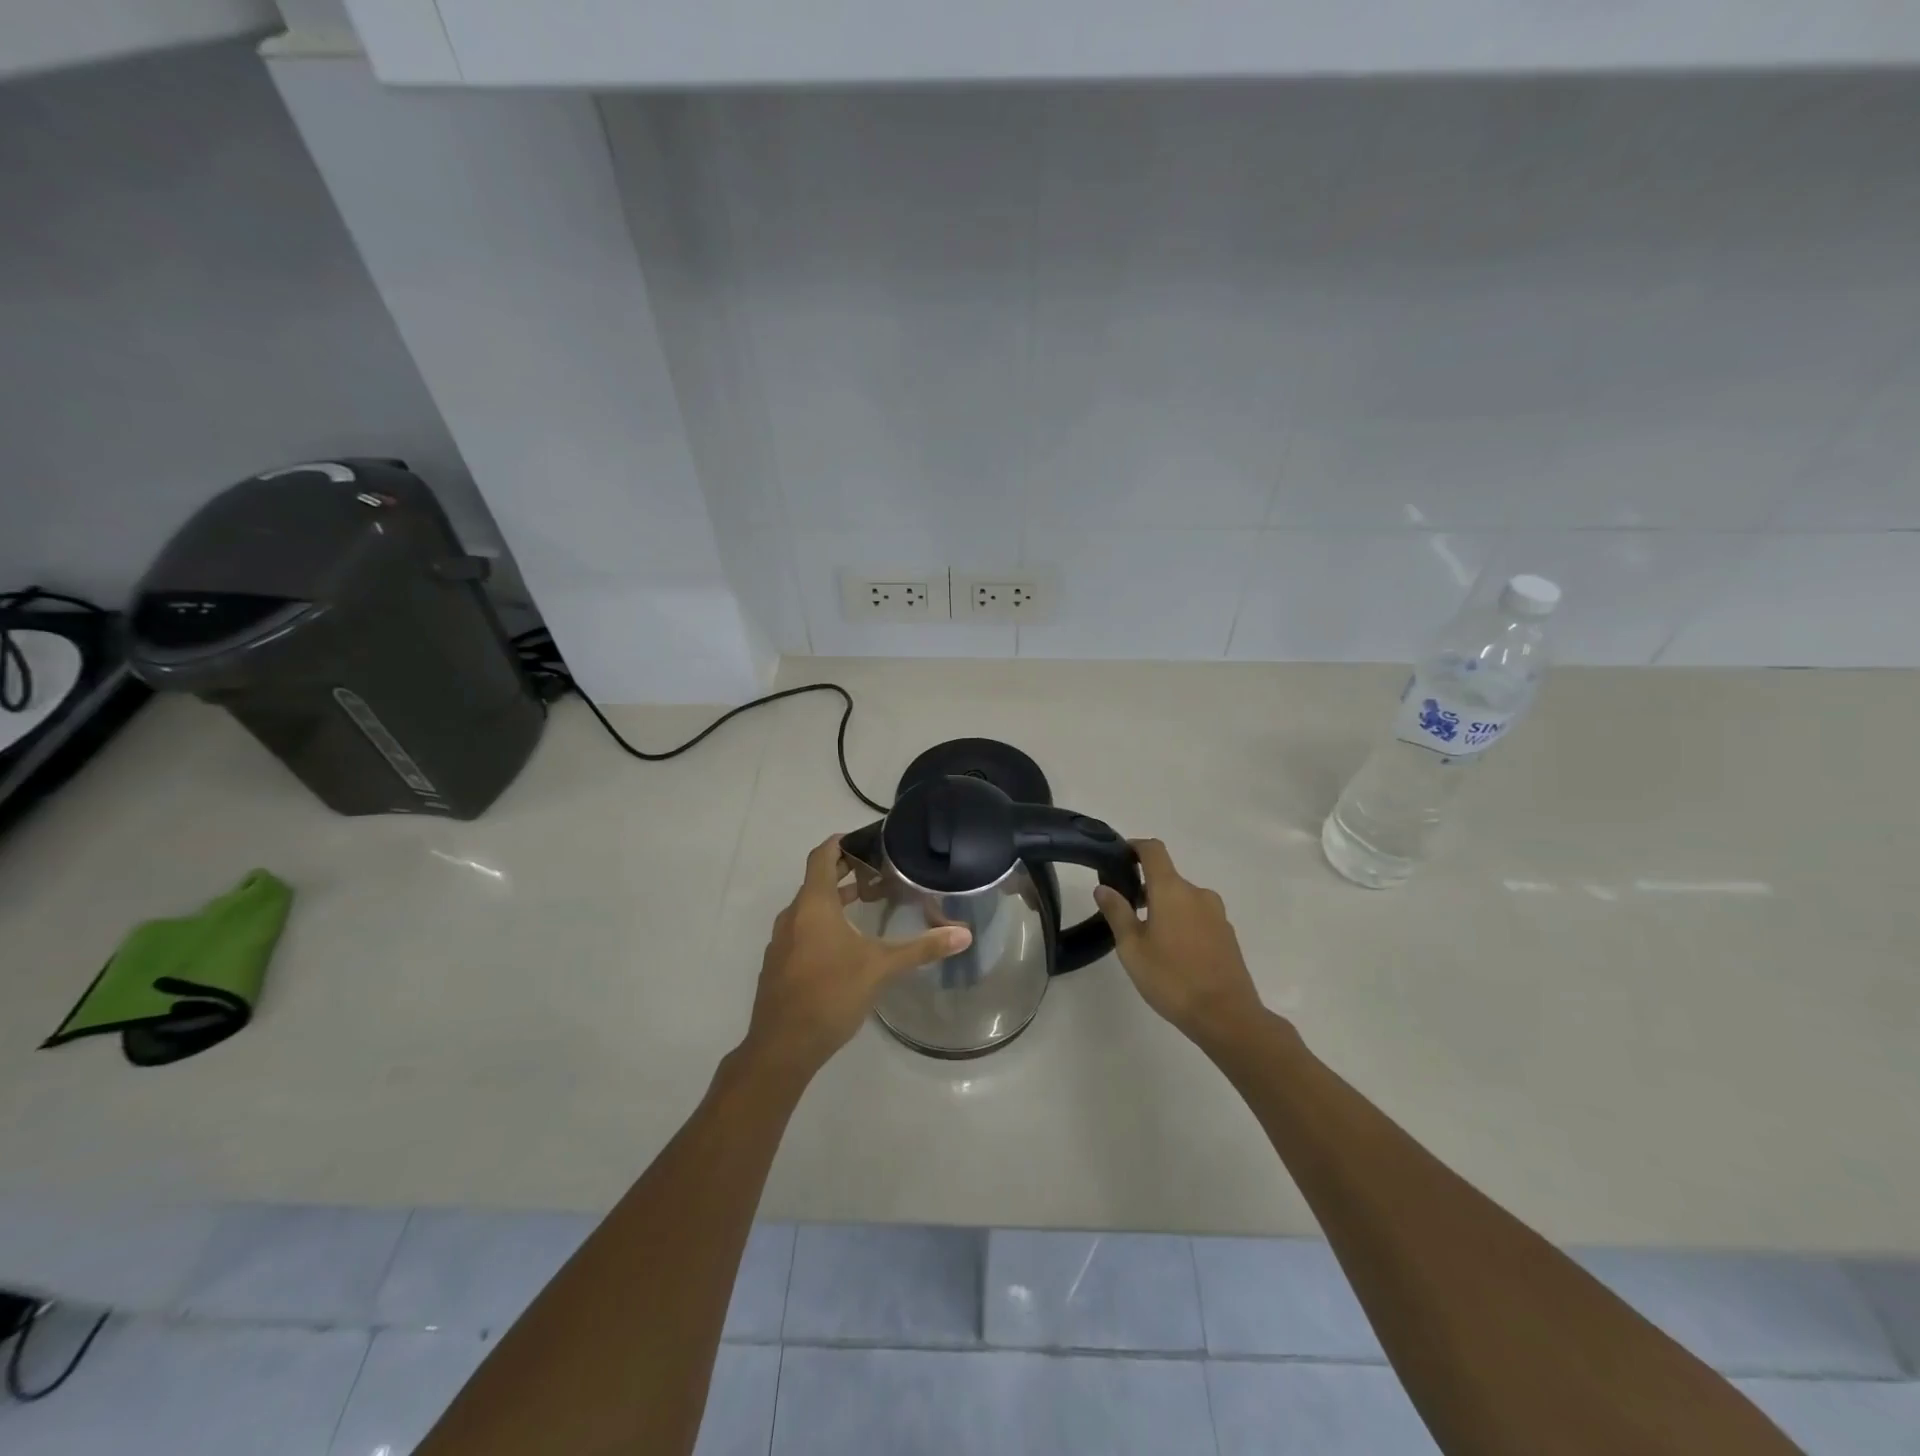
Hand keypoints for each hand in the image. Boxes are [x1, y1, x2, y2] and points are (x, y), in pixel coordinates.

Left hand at [743, 836, 971, 1078]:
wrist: (781, 1047)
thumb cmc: (830, 994)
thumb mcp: (881, 968)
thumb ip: (921, 948)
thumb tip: (964, 934)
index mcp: (813, 904)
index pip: (822, 856)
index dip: (841, 842)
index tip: (866, 840)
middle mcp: (793, 915)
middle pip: (816, 880)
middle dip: (845, 871)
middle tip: (879, 870)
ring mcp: (782, 941)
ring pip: (809, 907)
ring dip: (835, 900)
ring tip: (868, 902)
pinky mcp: (779, 964)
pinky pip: (802, 930)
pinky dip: (823, 923)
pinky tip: (846, 944)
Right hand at [1094, 838, 1266, 1048]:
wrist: (1226, 1016)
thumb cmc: (1172, 978)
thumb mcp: (1132, 948)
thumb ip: (1117, 913)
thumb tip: (1103, 888)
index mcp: (1172, 890)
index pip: (1154, 850)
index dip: (1135, 847)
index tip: (1120, 857)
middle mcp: (1197, 894)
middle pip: (1168, 877)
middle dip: (1146, 888)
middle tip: (1125, 913)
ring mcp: (1216, 914)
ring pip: (1183, 899)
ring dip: (1165, 907)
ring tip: (1148, 938)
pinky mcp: (1227, 934)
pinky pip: (1198, 916)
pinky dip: (1182, 922)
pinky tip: (1173, 953)